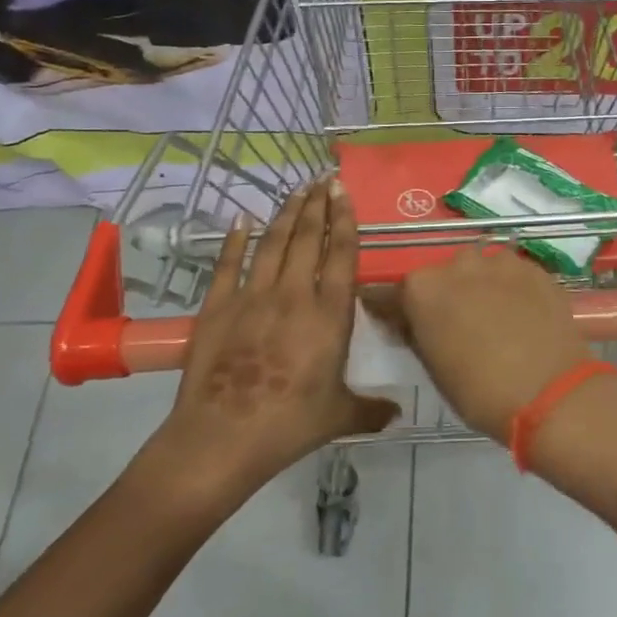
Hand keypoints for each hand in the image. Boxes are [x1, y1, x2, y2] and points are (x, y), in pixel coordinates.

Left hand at [138, 180, 396, 497]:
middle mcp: (294, 296)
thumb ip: (372, 410)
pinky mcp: (218, 307)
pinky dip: (235, 240)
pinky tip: (241, 220)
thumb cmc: (290, 424)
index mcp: (329, 316)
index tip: (344, 194)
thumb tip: (399, 414)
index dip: (344, 221)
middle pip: (307, 239)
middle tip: (323, 180)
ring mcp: (252, 298)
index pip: (341, 256)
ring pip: (272, 244)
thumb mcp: (340, 417)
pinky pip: (227, 264)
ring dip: (286, 214)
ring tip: (296, 191)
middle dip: (317, 206)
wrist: (223, 436)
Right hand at [395, 246, 589, 441]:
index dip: (402, 311)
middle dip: (447, 295)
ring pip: (482, 270)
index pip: (397, 294)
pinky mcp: (535, 269)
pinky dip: (513, 290)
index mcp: (422, 288)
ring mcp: (501, 262)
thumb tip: (412, 324)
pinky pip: (513, 275)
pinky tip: (523, 315)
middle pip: (444, 276)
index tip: (407, 327)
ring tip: (496, 319)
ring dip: (482, 287)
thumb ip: (418, 335)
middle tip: (459, 326)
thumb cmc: (480, 391)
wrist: (550, 392)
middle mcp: (458, 263)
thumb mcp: (433, 369)